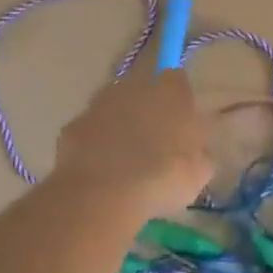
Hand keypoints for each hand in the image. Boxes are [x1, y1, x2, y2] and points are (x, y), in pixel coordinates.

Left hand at [51, 65, 213, 219]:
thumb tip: (196, 149)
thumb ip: (199, 151)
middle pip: (142, 90)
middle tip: (154, 144)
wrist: (105, 193)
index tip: (182, 124)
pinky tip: (100, 171)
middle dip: (147, 110)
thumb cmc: (164, 176)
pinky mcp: (71, 126)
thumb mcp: (200, 171)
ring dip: (119, 126)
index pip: (177, 79)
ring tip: (125, 162)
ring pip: (112, 109)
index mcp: (169, 89)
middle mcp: (131, 86)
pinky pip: (89, 132)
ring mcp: (97, 104)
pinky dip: (94, 146)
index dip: (179, 100)